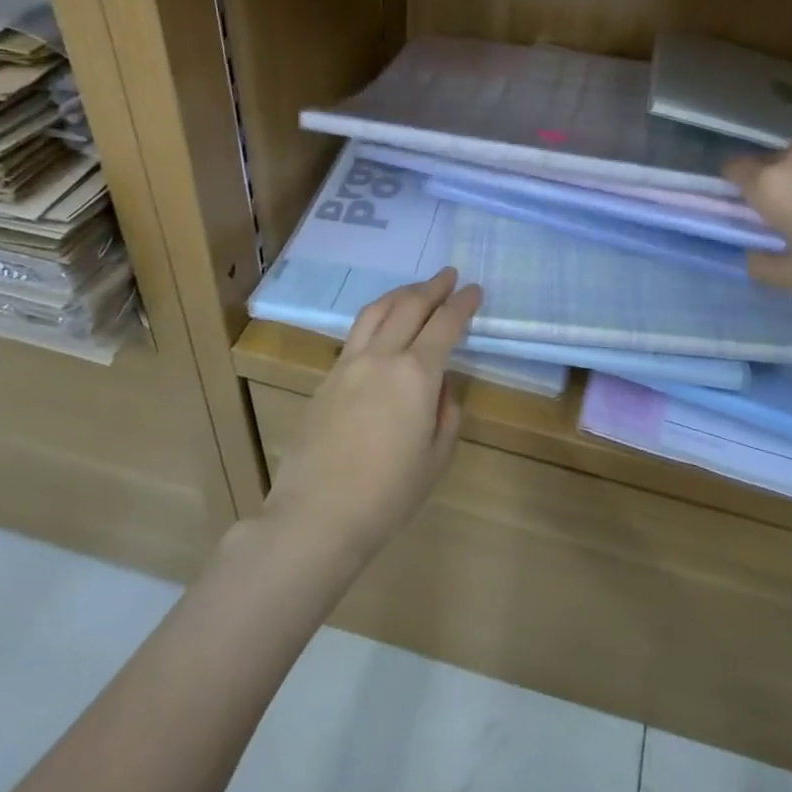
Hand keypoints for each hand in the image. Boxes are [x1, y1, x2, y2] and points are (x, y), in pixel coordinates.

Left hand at [263, 269, 483, 562]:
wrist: (317, 516)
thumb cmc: (388, 495)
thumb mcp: (436, 458)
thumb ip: (446, 413)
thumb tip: (439, 387)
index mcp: (416, 375)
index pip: (445, 324)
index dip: (463, 303)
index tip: (474, 290)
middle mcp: (382, 357)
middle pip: (410, 306)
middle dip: (433, 287)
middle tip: (449, 276)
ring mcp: (348, 365)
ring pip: (376, 311)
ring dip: (400, 294)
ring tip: (415, 289)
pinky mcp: (326, 379)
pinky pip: (356, 334)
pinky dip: (376, 318)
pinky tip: (382, 327)